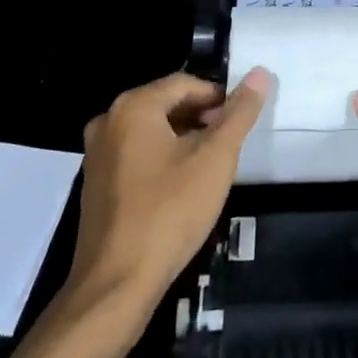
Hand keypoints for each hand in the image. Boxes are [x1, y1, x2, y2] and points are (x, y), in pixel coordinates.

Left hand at [67, 69, 270, 320]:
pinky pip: (135, 155)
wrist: (117, 284)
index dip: (217, 97)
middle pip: (165, 104)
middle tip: (229, 144)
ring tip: (210, 166)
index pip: (185, 83)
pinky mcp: (96, 185)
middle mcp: (108, 121)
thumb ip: (239, 113)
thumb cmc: (170, 211)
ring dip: (183, 139)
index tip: (240, 121)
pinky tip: (181, 187)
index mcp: (133, 106)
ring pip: (150, 131)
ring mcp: (97, 155)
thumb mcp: (216, 158)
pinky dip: (161, 159)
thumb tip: (261, 73)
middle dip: (201, 118)